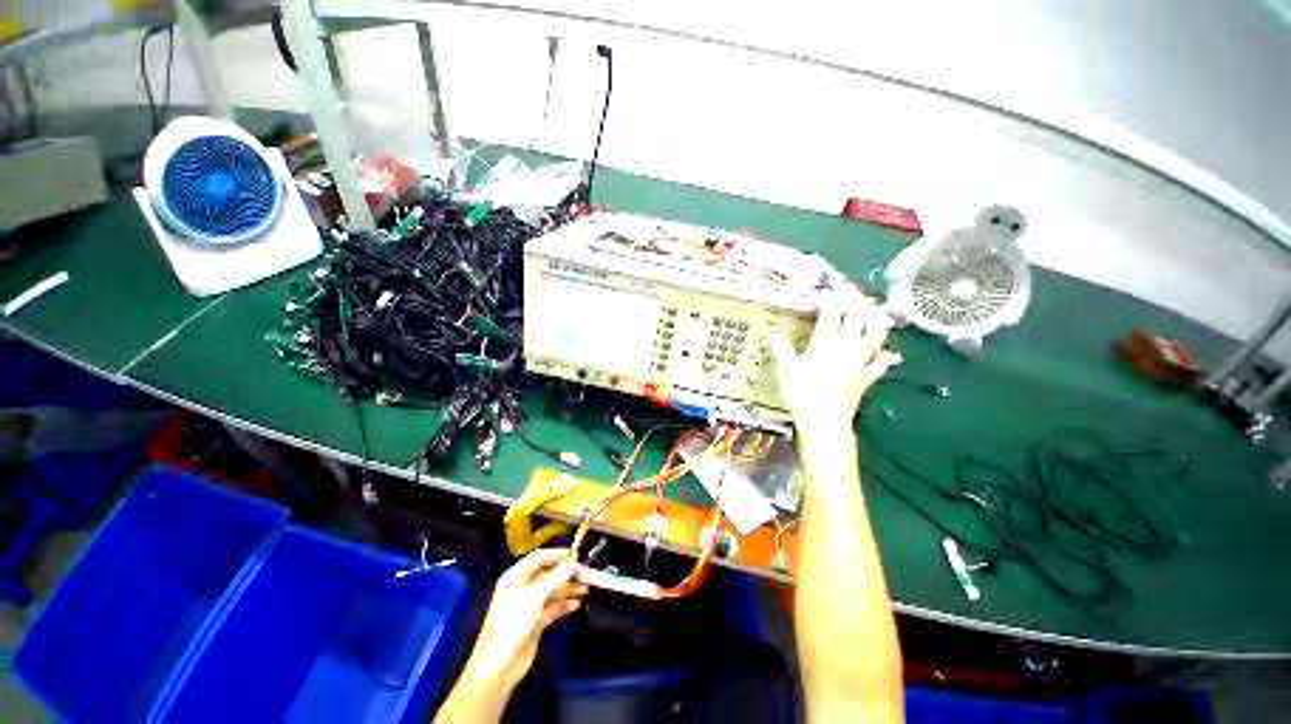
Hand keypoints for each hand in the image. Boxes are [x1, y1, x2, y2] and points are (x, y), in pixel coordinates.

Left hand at [462, 549, 587, 692]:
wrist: (499, 667)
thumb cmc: (512, 625)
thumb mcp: (534, 598)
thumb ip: (555, 578)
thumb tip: (573, 562)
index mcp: (516, 577)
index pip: (539, 557)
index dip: (557, 554)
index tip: (576, 554)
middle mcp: (523, 587)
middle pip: (548, 573)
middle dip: (566, 573)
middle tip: (586, 572)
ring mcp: (530, 605)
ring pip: (553, 590)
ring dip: (568, 588)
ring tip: (586, 587)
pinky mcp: (536, 620)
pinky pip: (553, 607)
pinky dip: (564, 604)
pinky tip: (577, 604)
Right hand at [763, 290, 898, 435]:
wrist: (823, 421)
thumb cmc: (801, 392)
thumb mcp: (785, 367)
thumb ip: (777, 345)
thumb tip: (764, 328)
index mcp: (825, 342)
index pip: (830, 314)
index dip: (831, 299)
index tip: (830, 289)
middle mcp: (846, 348)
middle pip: (856, 320)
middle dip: (857, 305)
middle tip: (857, 295)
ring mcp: (859, 363)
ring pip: (874, 338)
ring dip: (877, 325)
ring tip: (879, 314)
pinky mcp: (865, 379)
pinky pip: (879, 366)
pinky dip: (884, 359)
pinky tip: (889, 354)